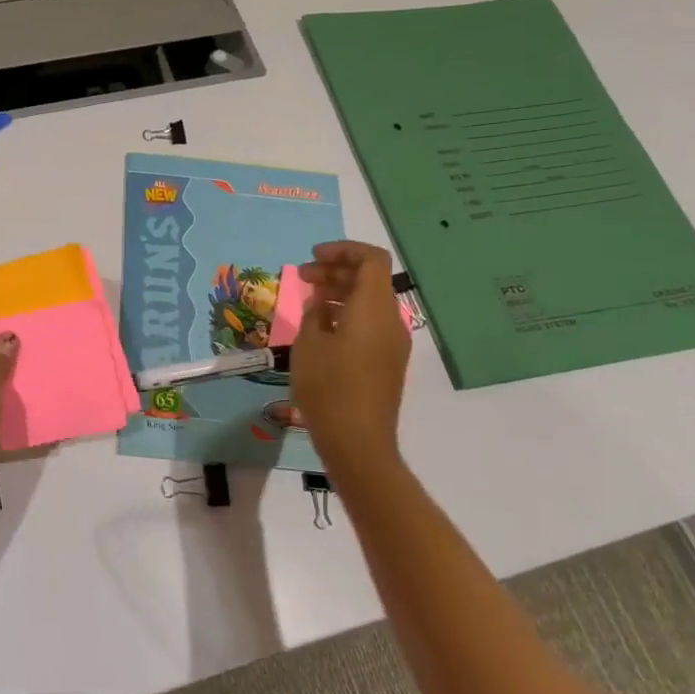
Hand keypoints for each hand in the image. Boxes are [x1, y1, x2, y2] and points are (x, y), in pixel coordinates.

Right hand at [290, 241, 411, 474]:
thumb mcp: (309, 343)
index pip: (370, 259)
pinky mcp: (387, 363)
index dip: (342, 250)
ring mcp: (392, 344)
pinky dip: (347, 314)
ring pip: (369, 302)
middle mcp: (390, 321)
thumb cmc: (329, 387)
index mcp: (374, 309)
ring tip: (308, 300)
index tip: (312, 257)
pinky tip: (321, 328)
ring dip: (340, 292)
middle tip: (302, 277)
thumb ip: (315, 312)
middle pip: (369, 279)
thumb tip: (322, 302)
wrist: (358, 443)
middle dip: (335, 270)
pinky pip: (370, 323)